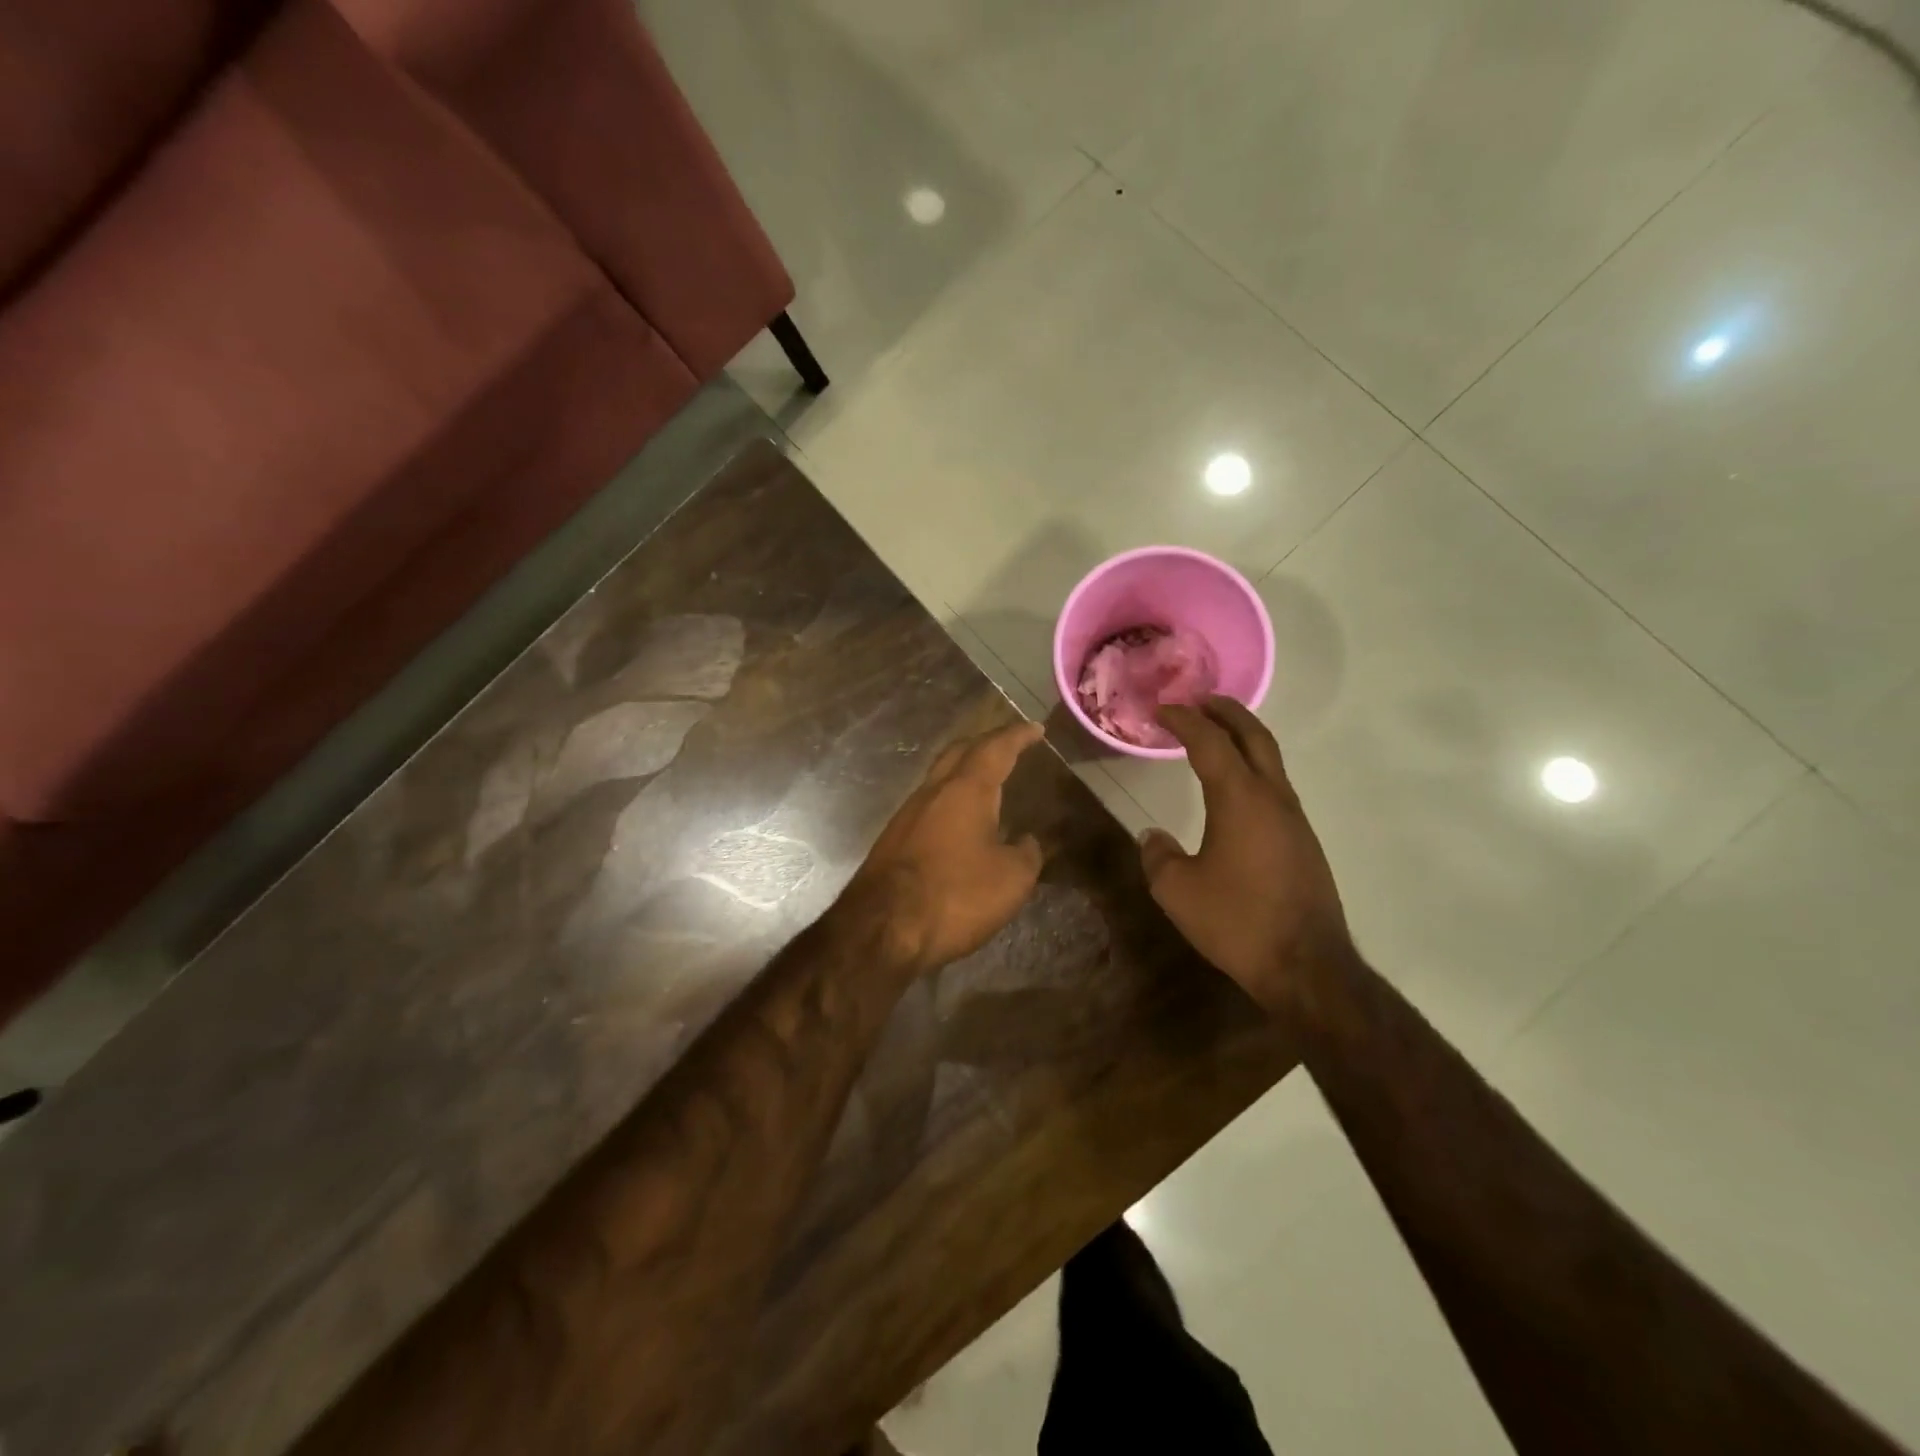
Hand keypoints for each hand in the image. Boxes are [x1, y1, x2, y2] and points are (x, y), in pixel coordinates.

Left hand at [847, 720, 1046, 971]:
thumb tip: (1028, 841)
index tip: (1036, 728)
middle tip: (1009, 745)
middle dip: (986, 743)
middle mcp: (932, 792)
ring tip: (987, 780)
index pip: (996, 749)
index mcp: (966, 790)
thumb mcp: (1010, 880)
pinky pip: (928, 804)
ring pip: (939, 777)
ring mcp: (907, 814)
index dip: (1018, 736)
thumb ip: (1027, 854)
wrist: (881, 929)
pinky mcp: (892, 839)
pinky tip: (959, 820)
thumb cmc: (954, 896)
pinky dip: (950, 799)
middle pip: (959, 752)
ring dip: (964, 771)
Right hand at [1140, 698, 1348, 1004]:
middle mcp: (1273, 798)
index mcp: (1240, 799)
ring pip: (1270, 759)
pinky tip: (1235, 788)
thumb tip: (1154, 838)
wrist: (1307, 966)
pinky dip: (1252, 767)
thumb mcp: (1177, 891)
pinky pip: (1275, 786)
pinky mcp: (1303, 841)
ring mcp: (1294, 818)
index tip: (1161, 710)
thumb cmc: (1237, 921)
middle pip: (1254, 736)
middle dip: (1226, 711)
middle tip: (1199, 700)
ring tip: (1214, 736)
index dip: (1184, 720)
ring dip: (1242, 738)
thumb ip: (1158, 856)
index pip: (1210, 742)